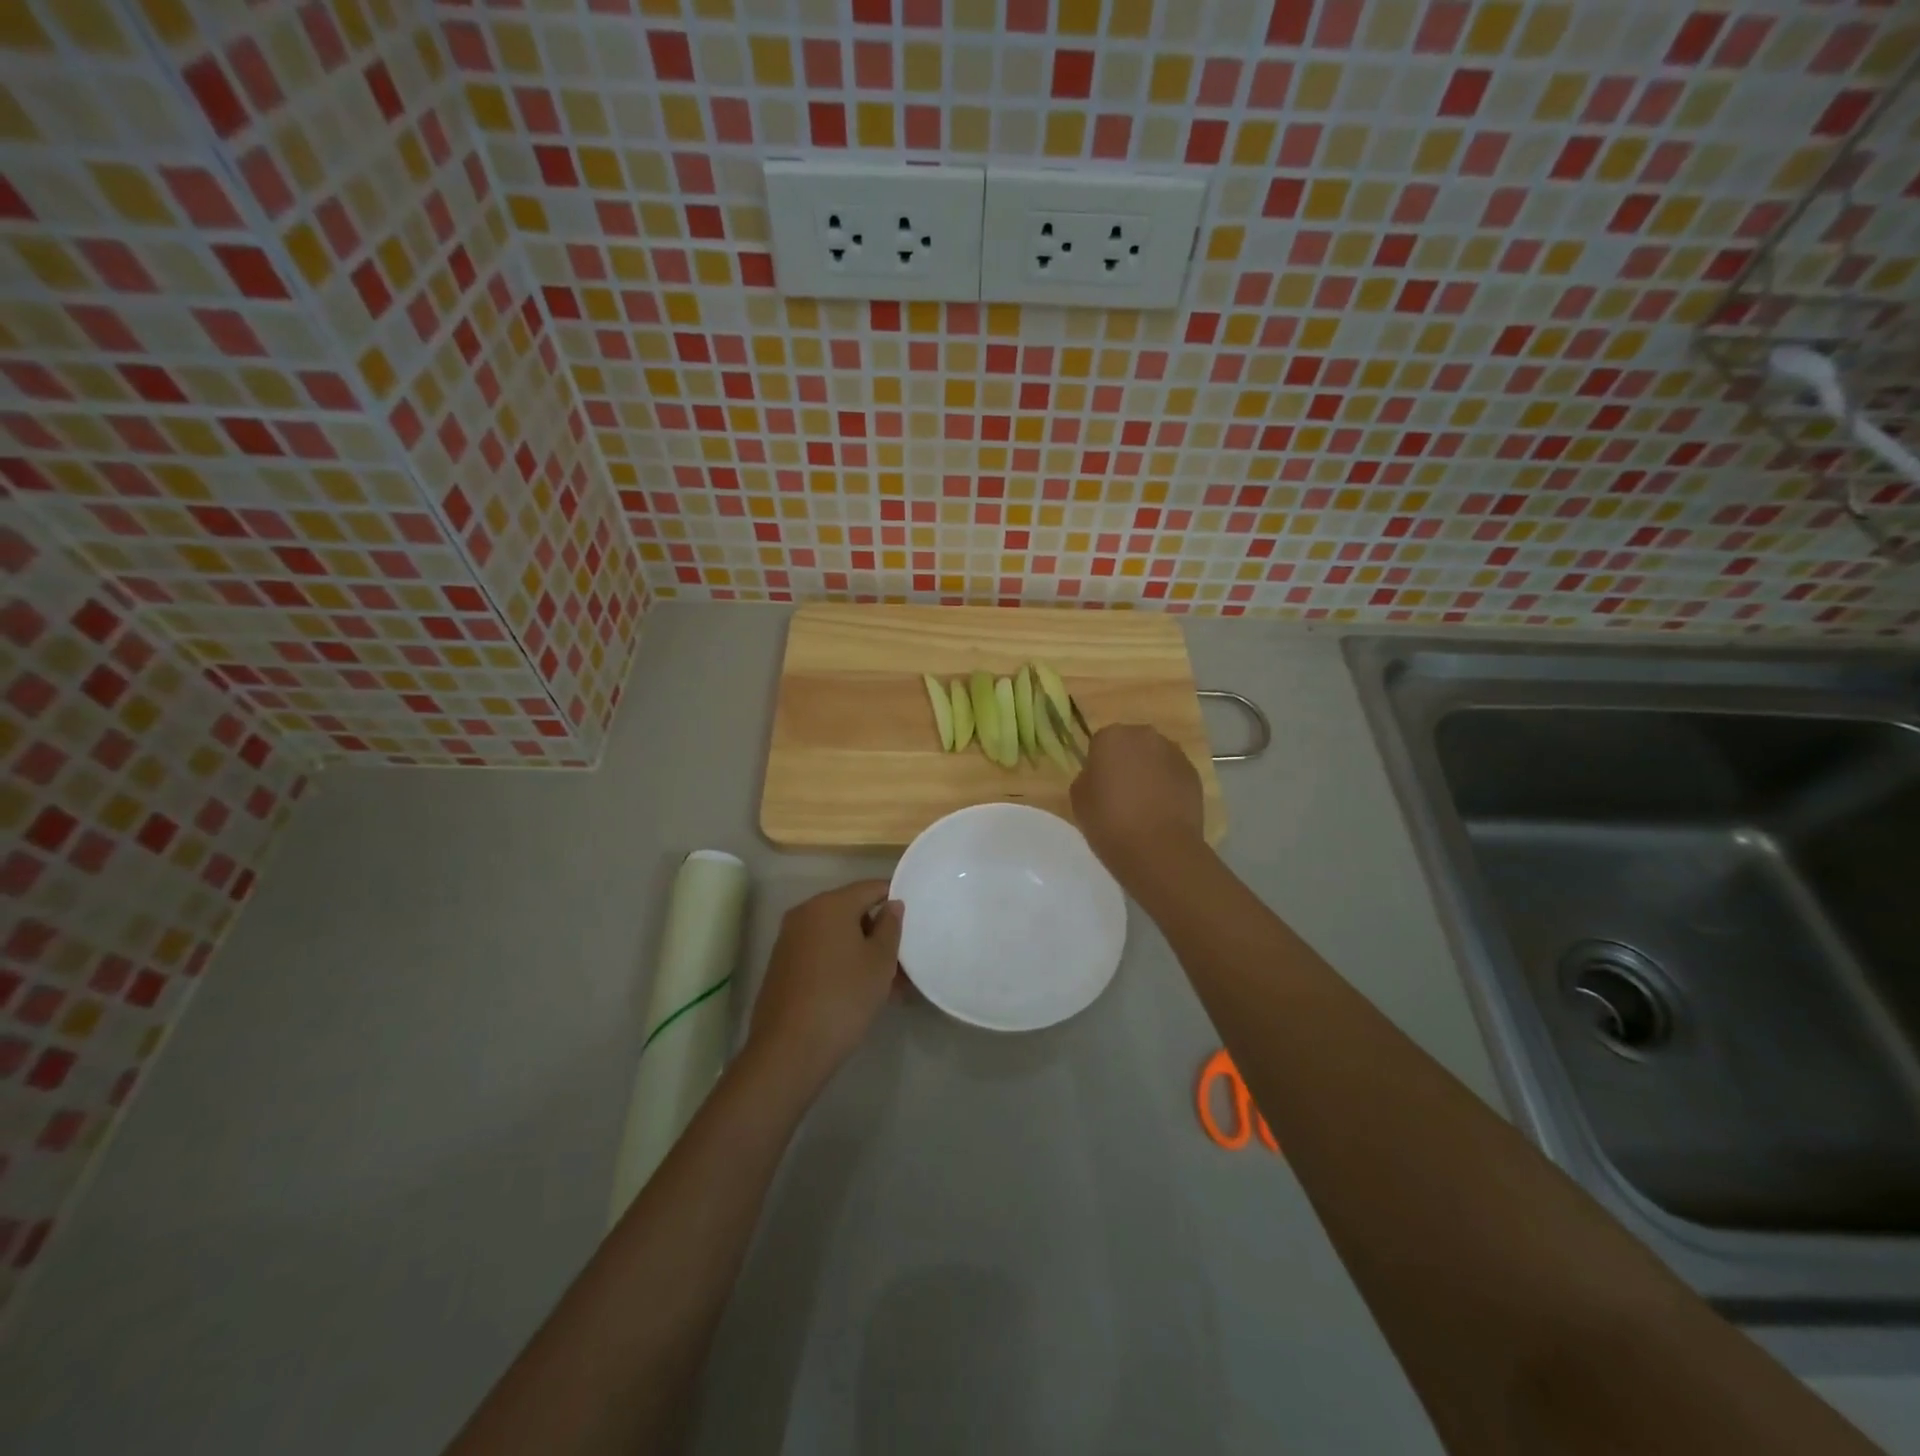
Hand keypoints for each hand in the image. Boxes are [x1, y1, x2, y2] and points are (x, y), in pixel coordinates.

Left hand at [747, 879, 902, 1094]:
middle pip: (851, 911)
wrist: (789, 1049)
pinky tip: (860, 991)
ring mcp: (789, 939)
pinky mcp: (782, 965)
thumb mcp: (880, 962)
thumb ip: (890, 926)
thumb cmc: (844, 997)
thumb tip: (892, 904)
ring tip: (889, 984)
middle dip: (878, 932)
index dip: (894, 898)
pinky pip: (820, 953)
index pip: (871, 888)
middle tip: (903, 960)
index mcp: (830, 904)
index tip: (914, 920)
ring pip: (836, 936)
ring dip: (862, 951)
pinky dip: (841, 963)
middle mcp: (805, 913)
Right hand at [1070, 724, 1204, 881]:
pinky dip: (1168, 787)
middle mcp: (1145, 736)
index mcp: (1112, 736)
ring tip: (1145, 805)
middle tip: (1121, 794)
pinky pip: (1174, 775)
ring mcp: (1174, 753)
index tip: (1099, 787)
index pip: (1100, 743)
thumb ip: (1087, 778)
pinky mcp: (1194, 774)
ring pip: (1155, 758)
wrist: (1159, 849)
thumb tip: (1099, 776)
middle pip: (1131, 744)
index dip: (1098, 765)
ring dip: (1149, 773)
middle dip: (1127, 763)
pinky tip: (1163, 812)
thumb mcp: (1078, 800)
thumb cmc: (1110, 822)